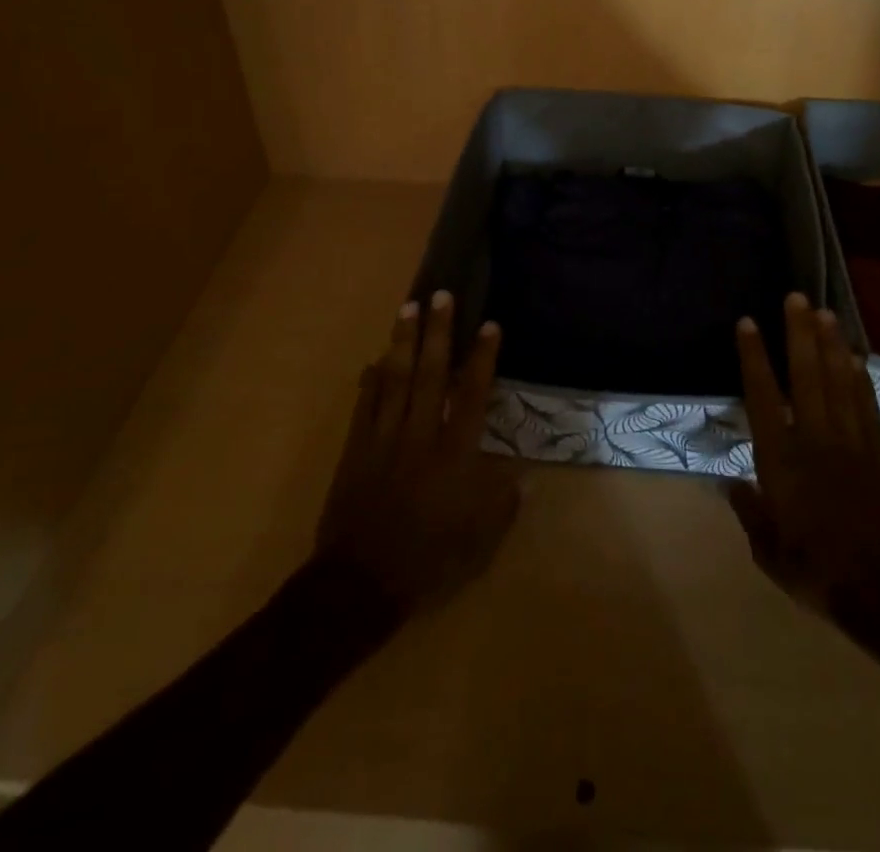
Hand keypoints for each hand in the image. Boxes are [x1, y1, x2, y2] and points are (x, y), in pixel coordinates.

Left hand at [314, 290, 519, 612]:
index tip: (489, 325)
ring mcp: (384, 439)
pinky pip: (365, 405)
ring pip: (395, 379)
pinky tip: (376, 359)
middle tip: (441, 295)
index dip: (482, 358)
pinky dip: (371, 379)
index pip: (472, 394)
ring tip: (408, 308)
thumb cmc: (428, 561)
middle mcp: (420, 435)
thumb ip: (503, 505)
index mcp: (454, 455)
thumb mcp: (479, 542)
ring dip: (403, 341)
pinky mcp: (356, 449)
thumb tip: (524, 477)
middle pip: (430, 374)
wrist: (360, 584)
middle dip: (438, 332)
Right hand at [728, 293, 879, 622]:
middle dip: (799, 333)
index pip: (763, 397)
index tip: (748, 323)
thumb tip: (730, 484)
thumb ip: (749, 512)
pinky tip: (854, 357)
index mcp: (782, 460)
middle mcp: (815, 439)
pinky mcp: (879, 453)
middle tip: (796, 297)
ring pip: (839, 382)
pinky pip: (867, 406)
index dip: (754, 357)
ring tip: (825, 312)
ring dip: (831, 344)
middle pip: (806, 376)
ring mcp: (852, 442)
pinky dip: (859, 378)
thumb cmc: (817, 571)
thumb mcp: (768, 551)